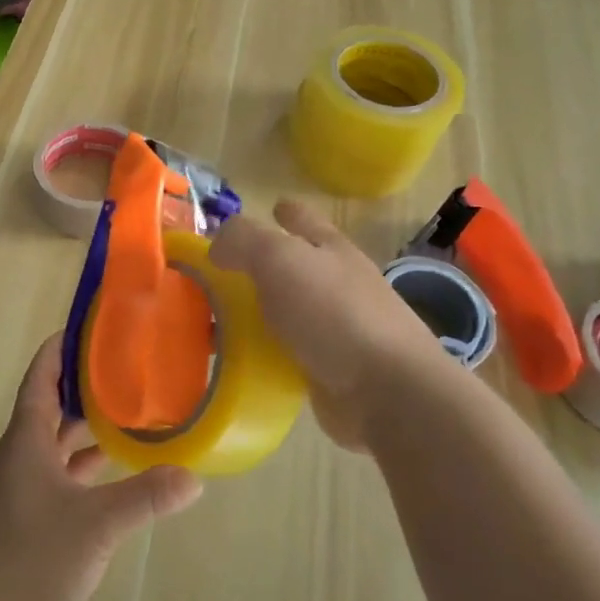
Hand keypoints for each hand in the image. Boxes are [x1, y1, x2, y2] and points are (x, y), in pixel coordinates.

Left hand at [0, 334, 202, 600]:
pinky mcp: (32, 516)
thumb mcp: (96, 524)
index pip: (42, 375)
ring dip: (88, 424)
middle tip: (129, 366)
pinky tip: (117, 467)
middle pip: (52, 403)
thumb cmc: (30, 558)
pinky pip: (63, 472)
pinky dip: (87, 463)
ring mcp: (25, 487)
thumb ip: (146, 497)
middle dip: (85, 382)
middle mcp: (23, 454)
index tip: (94, 327)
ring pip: (58, 440)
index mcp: (27, 438)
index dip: (62, 347)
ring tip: (132, 408)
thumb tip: (193, 476)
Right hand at [210, 199, 463, 451]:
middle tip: (216, 275)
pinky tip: (237, 359)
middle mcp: (336, 284)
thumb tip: (217, 248)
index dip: (285, 212)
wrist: (385, 390)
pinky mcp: (329, 369)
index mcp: (330, 249)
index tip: (267, 210)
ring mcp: (336, 329)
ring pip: (286, 312)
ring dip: (256, 314)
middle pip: (293, 267)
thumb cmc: (333, 312)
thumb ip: (243, 241)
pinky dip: (262, 353)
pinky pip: (285, 353)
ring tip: (214, 320)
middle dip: (260, 267)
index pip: (304, 219)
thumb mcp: (279, 258)